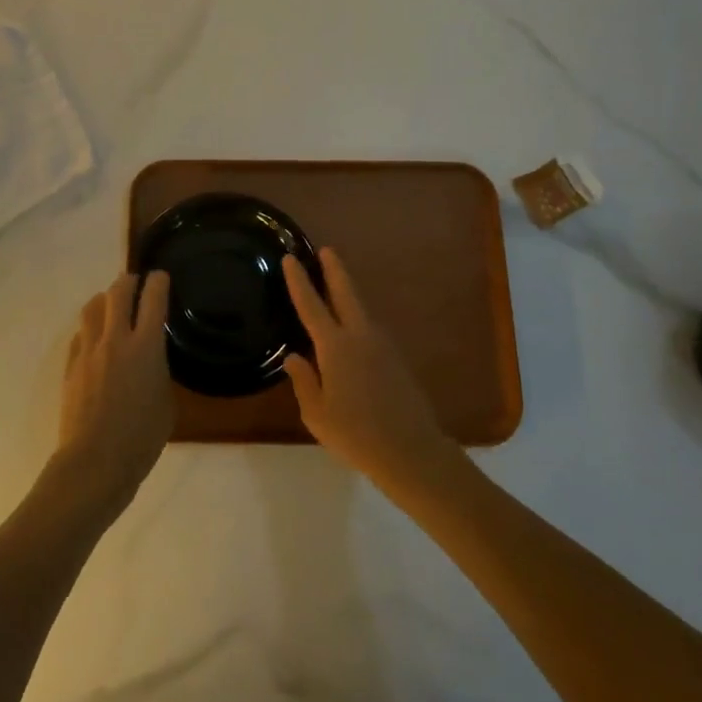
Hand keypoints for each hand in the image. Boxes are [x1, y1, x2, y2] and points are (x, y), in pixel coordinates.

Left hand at [52, 271, 173, 516]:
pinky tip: (95, 341)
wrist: (95, 463)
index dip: (158, 281)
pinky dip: (90, 330)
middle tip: (135, 284)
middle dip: (128, 282)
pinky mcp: (70, 365)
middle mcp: (115, 339)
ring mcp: (88, 350)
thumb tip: (151, 361)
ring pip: (92, 307)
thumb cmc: (141, 439)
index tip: (160, 276)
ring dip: (104, 301)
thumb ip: (159, 371)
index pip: (153, 298)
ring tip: (111, 306)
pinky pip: (80, 335)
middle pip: (118, 292)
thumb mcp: (166, 403)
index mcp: (145, 346)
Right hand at [282, 249, 453, 486]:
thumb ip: (304, 381)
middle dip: (334, 270)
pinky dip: (356, 319)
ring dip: (347, 293)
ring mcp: (382, 346)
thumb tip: (294, 358)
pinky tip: (350, 331)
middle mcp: (360, 337)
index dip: (299, 281)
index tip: (290, 258)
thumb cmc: (356, 435)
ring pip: (360, 310)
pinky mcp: (396, 359)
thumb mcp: (317, 413)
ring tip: (333, 287)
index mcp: (335, 347)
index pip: (311, 305)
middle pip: (345, 293)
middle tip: (326, 250)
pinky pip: (369, 329)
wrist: (411, 452)